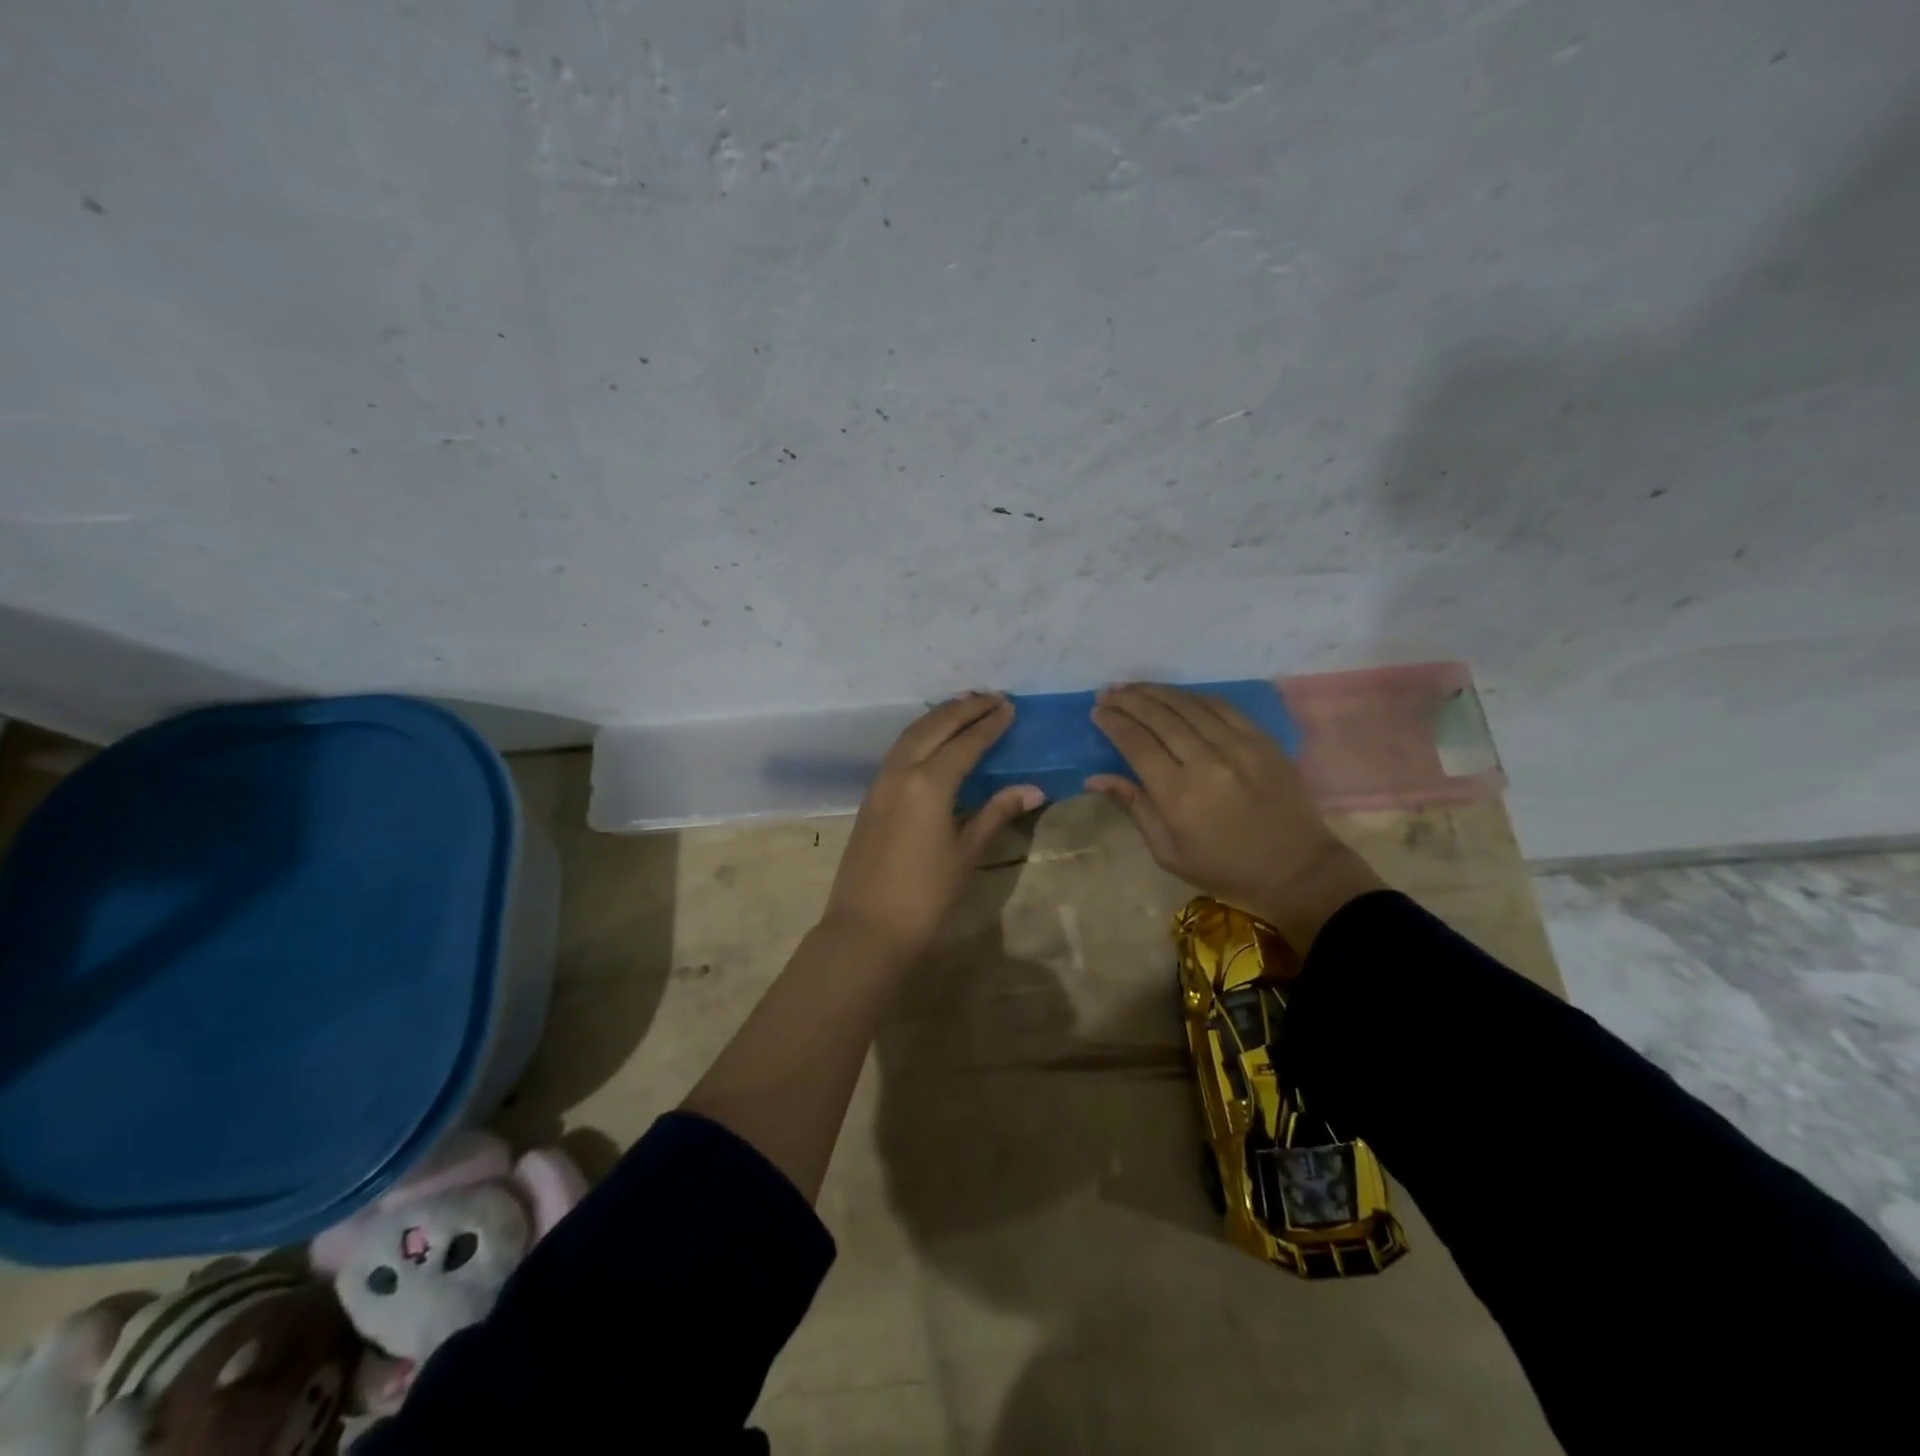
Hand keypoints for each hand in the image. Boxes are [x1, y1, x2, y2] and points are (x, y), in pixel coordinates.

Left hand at [823, 693, 1043, 963]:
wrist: (867, 928)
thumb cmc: (925, 896)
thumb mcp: (967, 854)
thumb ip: (996, 814)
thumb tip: (1032, 789)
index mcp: (929, 783)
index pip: (965, 743)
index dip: (989, 724)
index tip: (1010, 707)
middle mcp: (901, 772)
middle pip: (934, 727)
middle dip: (964, 708)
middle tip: (991, 697)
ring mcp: (880, 782)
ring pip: (911, 734)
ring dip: (938, 716)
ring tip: (964, 706)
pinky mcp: (871, 796)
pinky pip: (898, 751)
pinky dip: (920, 735)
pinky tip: (933, 739)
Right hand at [1088, 683, 1383, 952]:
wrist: (1297, 869)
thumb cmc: (1224, 869)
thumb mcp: (1169, 852)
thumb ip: (1134, 808)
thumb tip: (1095, 777)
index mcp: (1179, 795)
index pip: (1137, 744)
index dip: (1114, 723)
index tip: (1098, 712)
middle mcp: (1206, 762)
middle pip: (1159, 717)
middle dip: (1129, 700)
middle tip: (1108, 692)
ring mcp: (1238, 746)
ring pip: (1188, 705)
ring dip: (1156, 692)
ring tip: (1133, 687)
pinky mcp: (1262, 740)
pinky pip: (1221, 707)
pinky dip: (1193, 697)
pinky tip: (1176, 695)